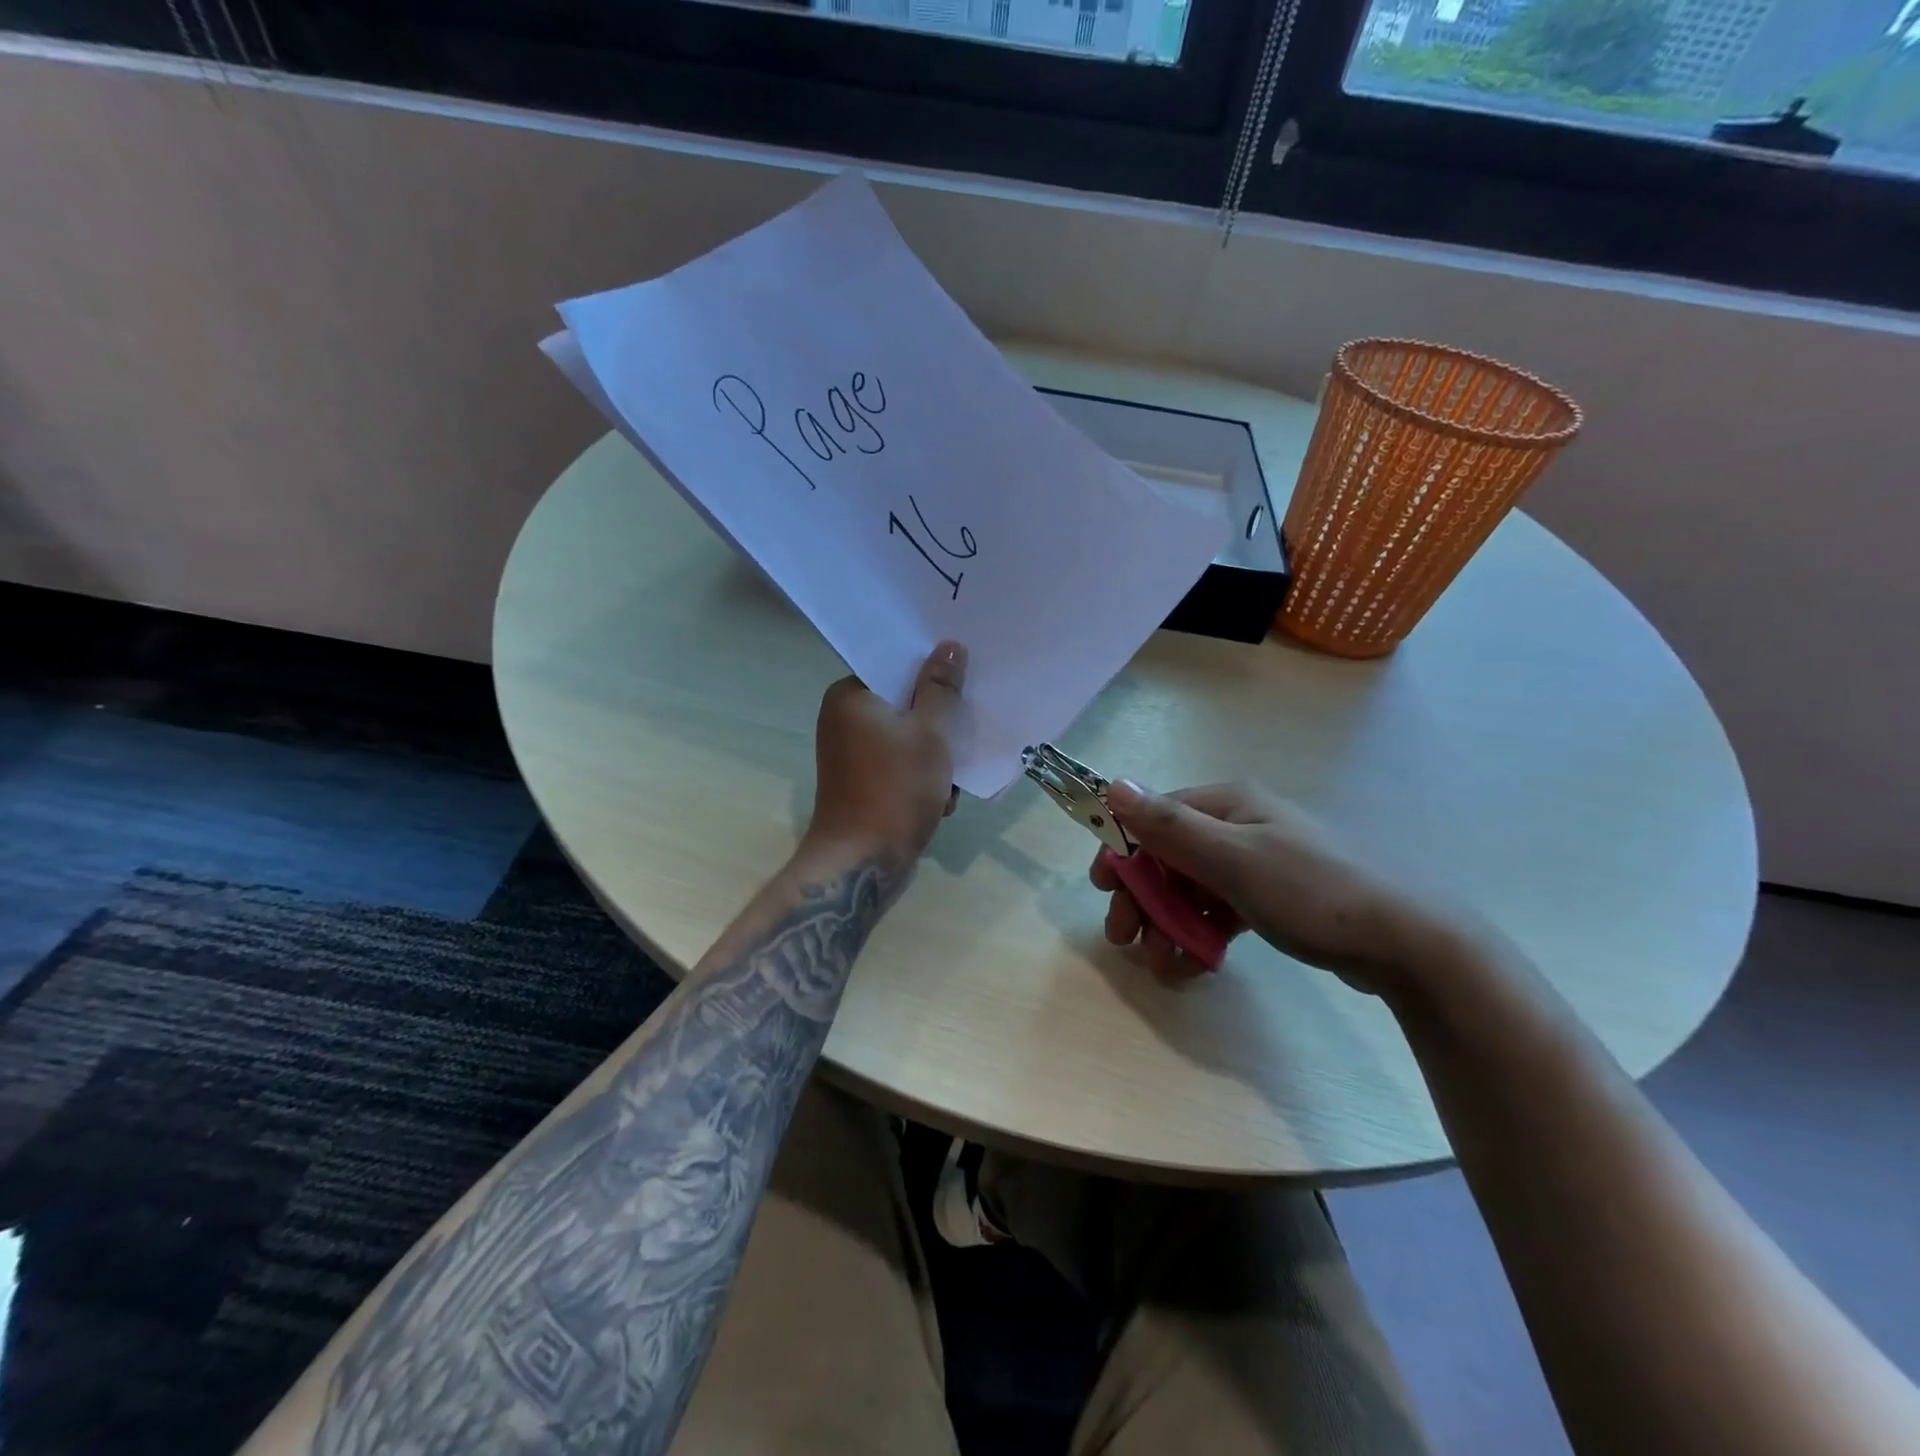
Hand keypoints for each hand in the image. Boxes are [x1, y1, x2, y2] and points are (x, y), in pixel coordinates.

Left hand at [806, 641, 966, 863]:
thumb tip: (949, 645)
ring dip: (934, 757)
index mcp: (850, 696)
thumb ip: (941, 687)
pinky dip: (920, 777)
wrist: (863, 862)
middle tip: (961, 736)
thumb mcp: (929, 732)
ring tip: (948, 781)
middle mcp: (843, 719)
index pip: (894, 666)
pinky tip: (939, 799)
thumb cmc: (895, 788)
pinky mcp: (861, 782)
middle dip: (937, 724)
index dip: (931, 672)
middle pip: (903, 703)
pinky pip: (898, 764)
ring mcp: (850, 754)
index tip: (962, 682)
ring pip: (906, 737)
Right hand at [1094, 780, 1479, 996]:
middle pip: (1170, 858)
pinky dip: (1201, 935)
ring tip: (1163, 967)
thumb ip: (1170, 826)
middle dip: (1144, 900)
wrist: (1407, 944)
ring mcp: (1259, 863)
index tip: (1103, 891)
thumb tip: (1113, 785)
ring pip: (1192, 889)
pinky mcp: (1273, 898)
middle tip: (1125, 941)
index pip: (1156, 819)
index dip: (1124, 852)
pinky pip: (1220, 911)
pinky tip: (1193, 966)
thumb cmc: (1313, 893)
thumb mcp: (1234, 859)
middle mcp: (1240, 826)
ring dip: (1169, 925)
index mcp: (1229, 804)